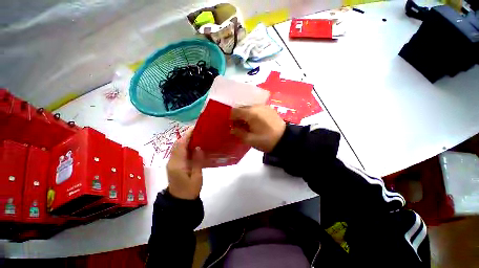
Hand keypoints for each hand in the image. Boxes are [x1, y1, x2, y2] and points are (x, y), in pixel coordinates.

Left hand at [166, 128, 203, 199]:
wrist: (179, 201)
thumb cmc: (190, 190)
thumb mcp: (197, 177)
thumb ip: (197, 162)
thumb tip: (198, 147)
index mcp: (178, 164)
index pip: (181, 146)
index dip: (187, 135)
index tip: (195, 128)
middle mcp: (172, 161)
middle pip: (177, 144)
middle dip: (186, 135)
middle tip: (197, 130)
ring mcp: (172, 163)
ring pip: (177, 147)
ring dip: (185, 139)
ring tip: (196, 134)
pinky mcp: (174, 164)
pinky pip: (178, 151)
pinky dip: (184, 145)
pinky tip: (192, 144)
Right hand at [230, 105, 285, 152]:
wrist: (286, 139)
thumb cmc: (266, 140)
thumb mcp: (250, 140)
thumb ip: (238, 133)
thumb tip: (232, 129)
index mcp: (250, 113)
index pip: (235, 111)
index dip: (231, 118)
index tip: (231, 125)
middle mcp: (256, 106)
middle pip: (242, 108)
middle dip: (238, 117)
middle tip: (239, 126)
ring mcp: (263, 106)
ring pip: (249, 108)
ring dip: (245, 115)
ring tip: (247, 125)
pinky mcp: (269, 108)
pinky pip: (256, 109)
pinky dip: (253, 114)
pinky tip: (255, 122)